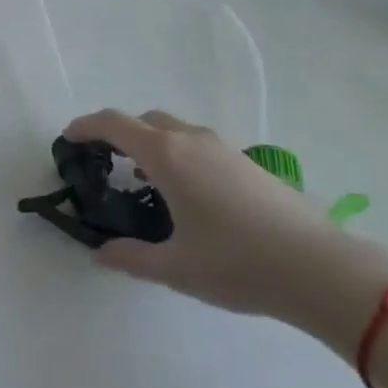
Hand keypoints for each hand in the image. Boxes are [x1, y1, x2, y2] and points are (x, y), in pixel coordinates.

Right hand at [67, 110, 387, 351]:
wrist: (319, 268)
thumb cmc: (238, 264)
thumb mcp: (176, 268)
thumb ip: (131, 258)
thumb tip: (101, 254)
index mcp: (167, 156)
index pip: (114, 124)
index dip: (86, 127)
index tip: (68, 139)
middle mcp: (192, 140)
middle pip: (144, 120)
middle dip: (118, 133)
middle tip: (104, 162)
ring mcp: (224, 148)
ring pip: (174, 129)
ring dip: (151, 142)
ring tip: (143, 180)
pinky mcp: (247, 162)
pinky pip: (197, 143)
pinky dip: (177, 153)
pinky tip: (186, 192)